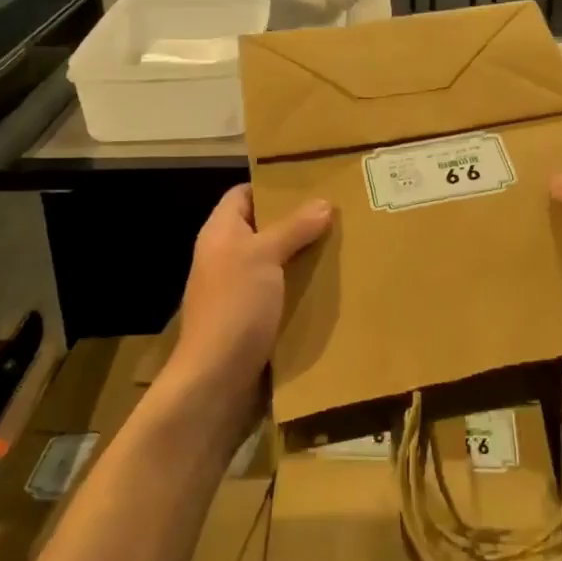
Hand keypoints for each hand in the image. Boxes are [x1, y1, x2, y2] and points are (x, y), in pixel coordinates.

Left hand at [175, 186, 331, 392]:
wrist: (217, 379)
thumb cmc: (235, 306)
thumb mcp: (264, 256)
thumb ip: (293, 227)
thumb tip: (324, 203)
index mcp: (220, 234)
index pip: (243, 194)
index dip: (271, 185)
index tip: (311, 181)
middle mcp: (227, 257)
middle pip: (264, 228)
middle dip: (298, 221)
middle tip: (339, 212)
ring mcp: (239, 290)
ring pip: (277, 261)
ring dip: (305, 256)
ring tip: (344, 244)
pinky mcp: (254, 318)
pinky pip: (283, 292)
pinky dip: (304, 287)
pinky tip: (333, 284)